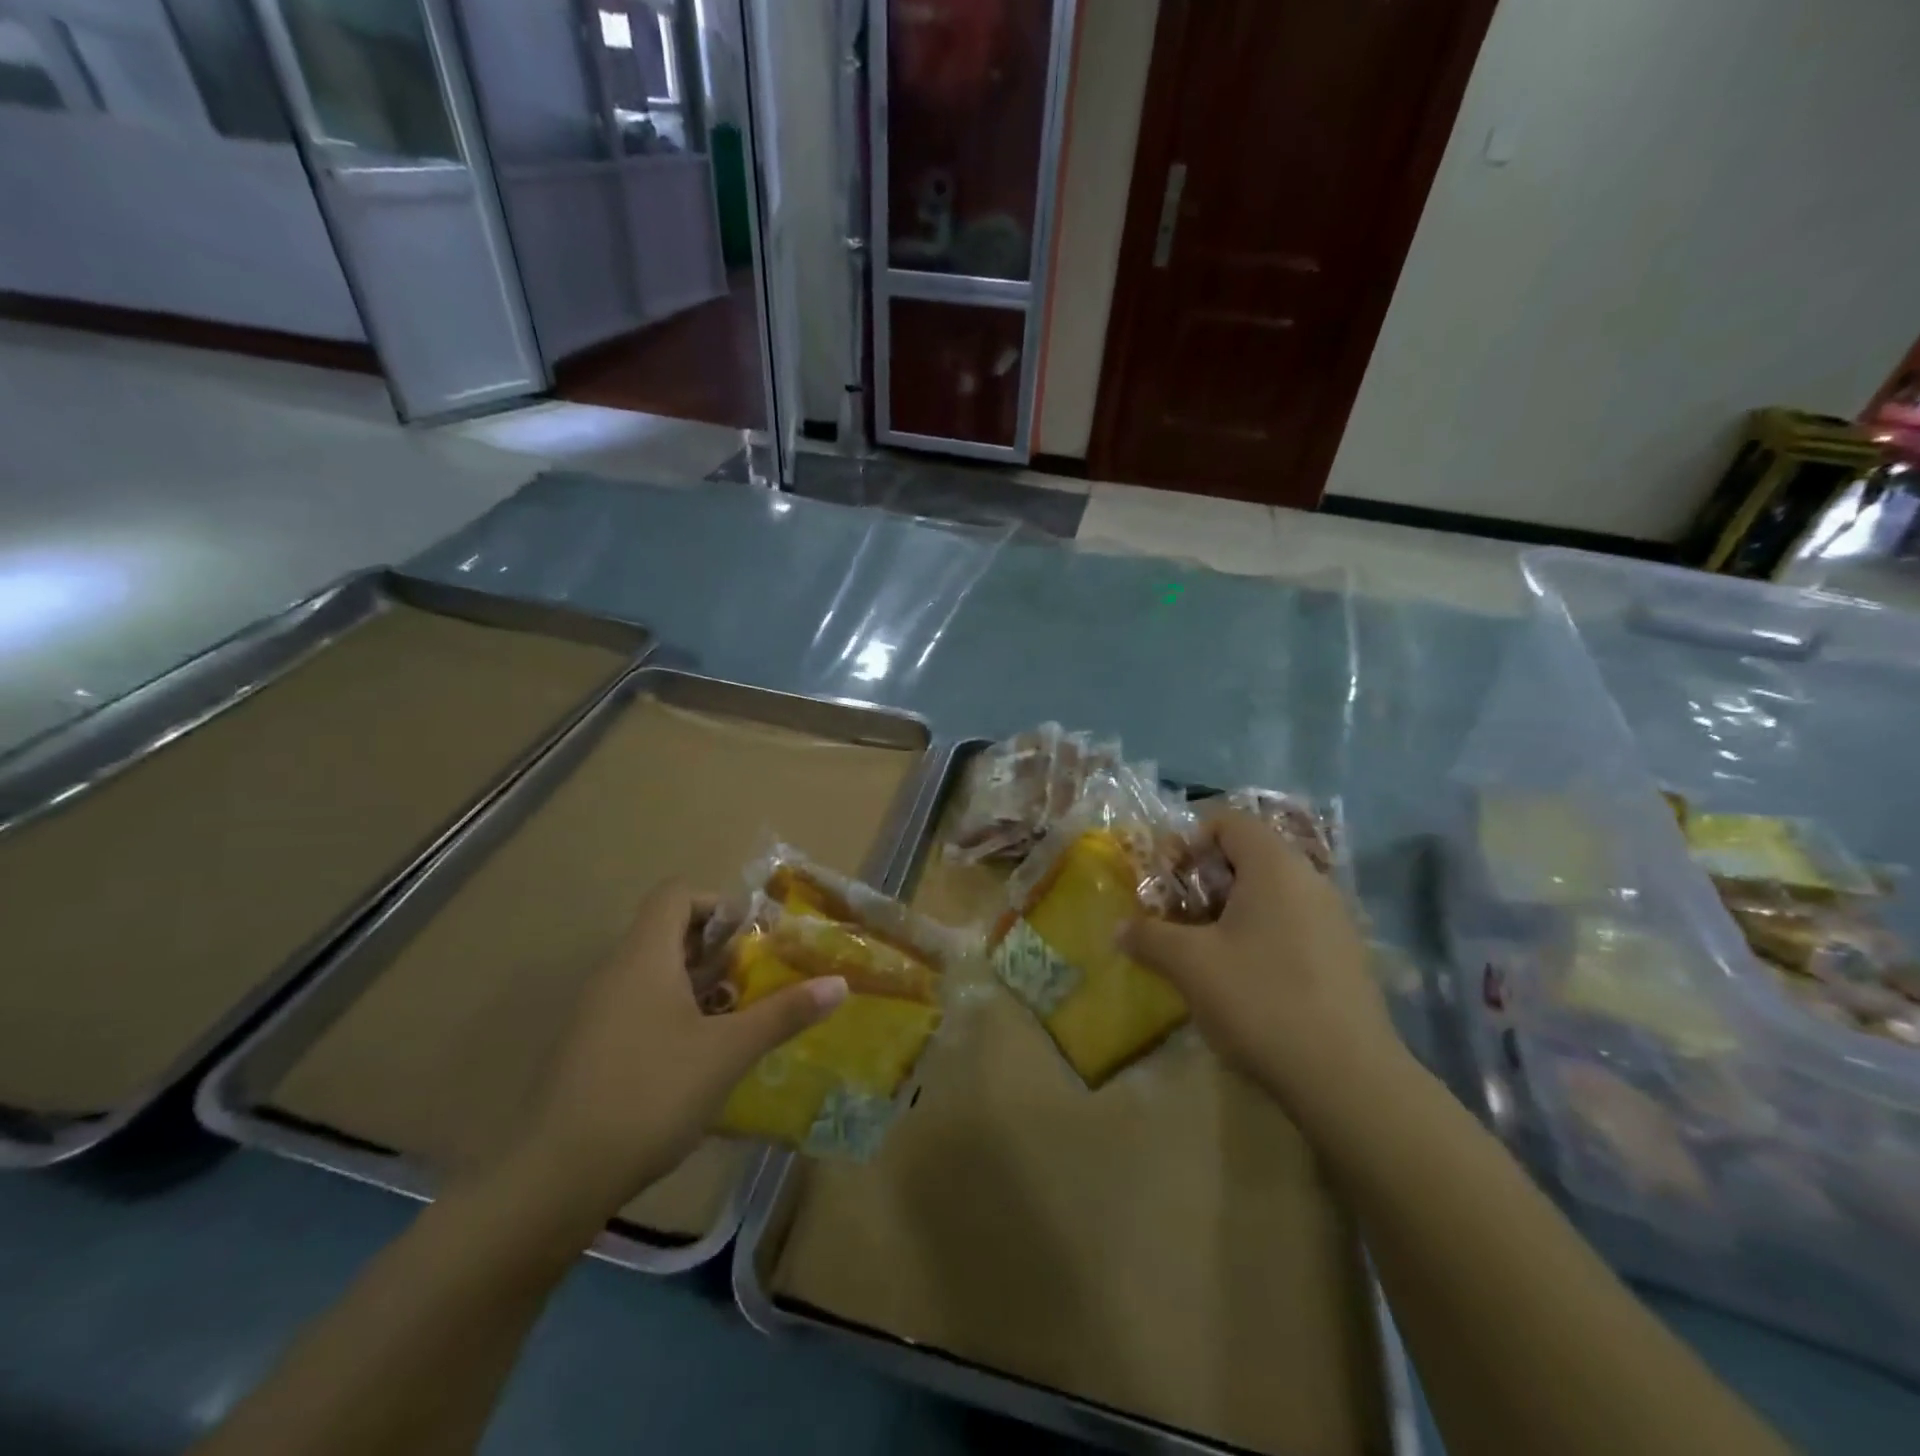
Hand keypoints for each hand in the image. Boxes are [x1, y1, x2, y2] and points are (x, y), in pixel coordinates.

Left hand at [515, 881, 845, 1216]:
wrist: (555, 1178)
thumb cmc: (650, 1093)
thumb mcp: (728, 1052)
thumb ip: (783, 1013)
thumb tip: (839, 984)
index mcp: (644, 957)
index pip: (675, 895)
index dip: (717, 903)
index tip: (753, 936)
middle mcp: (616, 973)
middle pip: (668, 933)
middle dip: (719, 949)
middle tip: (759, 976)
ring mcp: (598, 1014)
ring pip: (656, 975)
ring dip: (700, 985)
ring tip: (741, 1016)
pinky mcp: (590, 1051)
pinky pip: (639, 1009)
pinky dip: (675, 1015)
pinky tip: (702, 1057)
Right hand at [1122, 812, 1402, 1118]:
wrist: (1347, 1078)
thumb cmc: (1260, 1000)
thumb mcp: (1189, 965)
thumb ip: (1148, 937)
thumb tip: (1119, 929)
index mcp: (1274, 866)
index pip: (1228, 821)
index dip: (1189, 840)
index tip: (1166, 879)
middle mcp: (1310, 879)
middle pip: (1248, 855)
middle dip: (1204, 880)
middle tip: (1176, 916)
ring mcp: (1334, 918)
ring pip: (1270, 892)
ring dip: (1229, 910)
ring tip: (1203, 949)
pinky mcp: (1344, 955)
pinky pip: (1291, 922)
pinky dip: (1259, 933)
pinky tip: (1243, 978)